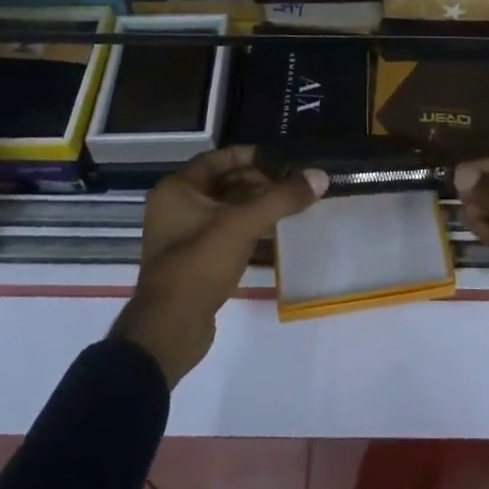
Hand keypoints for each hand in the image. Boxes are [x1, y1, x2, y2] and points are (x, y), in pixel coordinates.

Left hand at [113, 146, 328, 387]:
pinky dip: (250, 230)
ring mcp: (184, 236)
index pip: (220, 158)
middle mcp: (176, 207)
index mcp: (178, 189)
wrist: (169, 331)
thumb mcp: (243, 225)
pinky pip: (226, 234)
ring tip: (292, 207)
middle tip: (293, 185)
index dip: (253, 156)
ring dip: (258, 207)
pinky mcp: (195, 261)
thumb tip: (320, 175)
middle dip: (260, 182)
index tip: (284, 160)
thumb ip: (282, 198)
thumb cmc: (200, 265)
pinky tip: (277, 233)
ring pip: (227, 210)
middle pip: (225, 183)